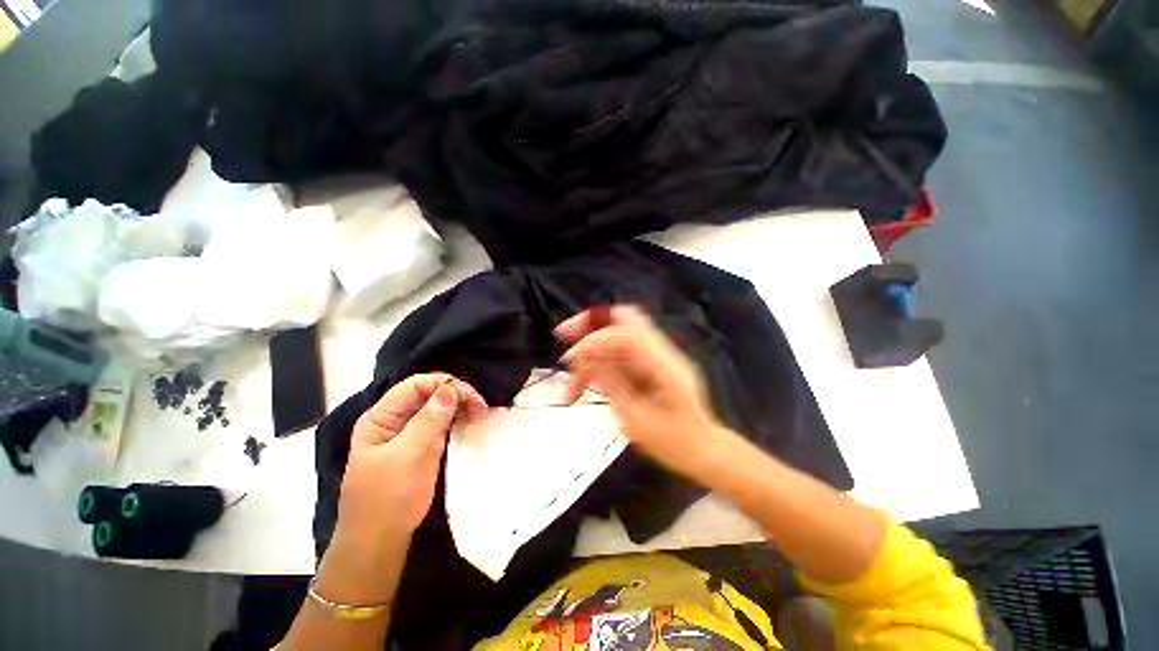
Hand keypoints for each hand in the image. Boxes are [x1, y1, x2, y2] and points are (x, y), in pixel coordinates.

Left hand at [337, 373, 486, 547]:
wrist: (381, 540)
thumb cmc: (386, 498)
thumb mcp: (406, 457)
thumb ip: (427, 421)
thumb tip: (450, 388)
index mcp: (381, 417)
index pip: (414, 386)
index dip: (442, 384)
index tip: (468, 396)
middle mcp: (396, 419)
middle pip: (429, 393)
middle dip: (455, 393)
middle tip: (479, 406)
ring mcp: (411, 431)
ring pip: (439, 405)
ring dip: (461, 404)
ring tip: (480, 412)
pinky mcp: (425, 443)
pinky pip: (444, 421)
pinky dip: (459, 417)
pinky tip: (472, 419)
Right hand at [555, 305, 723, 477]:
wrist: (704, 452)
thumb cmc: (675, 443)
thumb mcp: (637, 419)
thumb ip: (612, 383)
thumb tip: (586, 356)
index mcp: (663, 364)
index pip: (626, 333)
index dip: (594, 339)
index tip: (569, 358)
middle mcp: (660, 352)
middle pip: (622, 322)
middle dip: (589, 328)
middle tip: (564, 341)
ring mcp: (654, 358)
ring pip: (614, 342)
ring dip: (590, 359)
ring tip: (571, 392)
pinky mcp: (648, 367)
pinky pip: (618, 358)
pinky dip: (599, 368)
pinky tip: (585, 389)